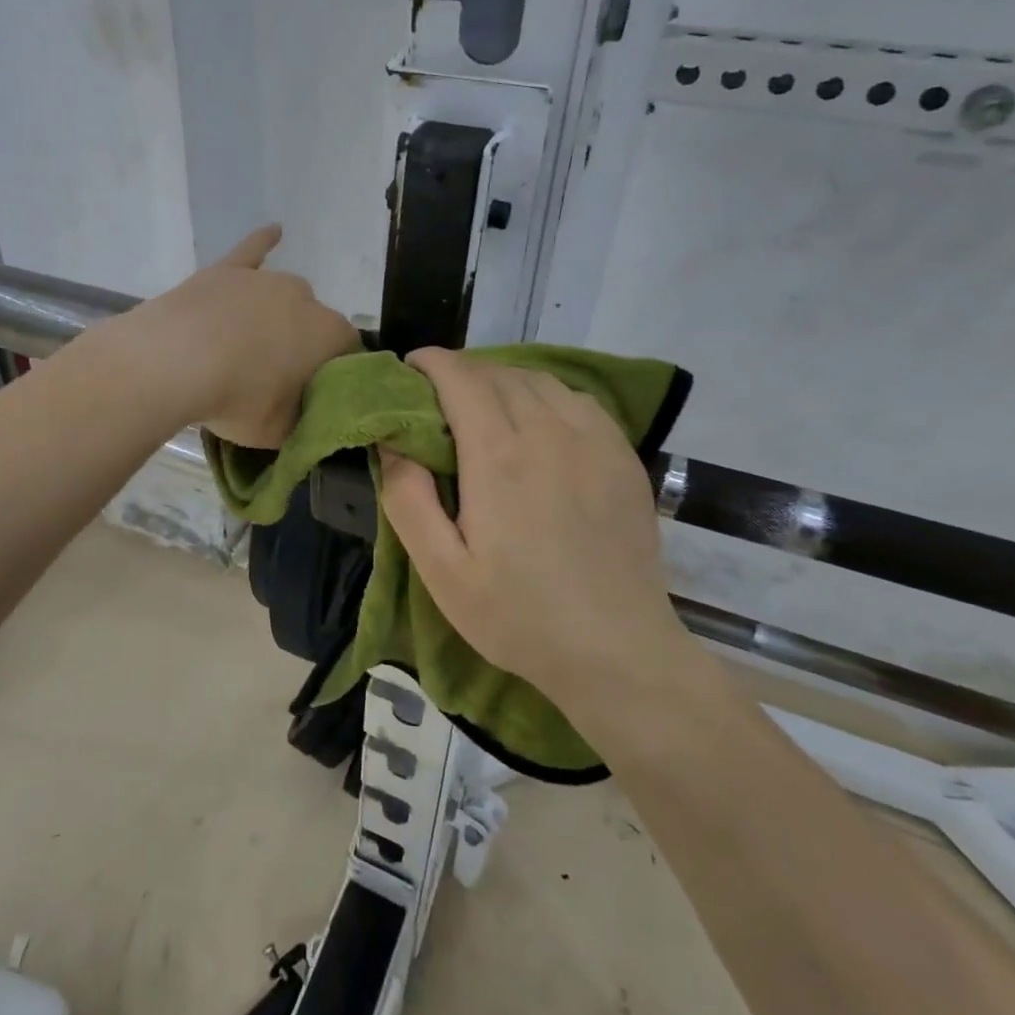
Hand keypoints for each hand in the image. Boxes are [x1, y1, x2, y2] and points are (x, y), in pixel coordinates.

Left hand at [126, 226, 358, 446]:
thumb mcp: (279, 431)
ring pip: (284, 296)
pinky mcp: (228, 271)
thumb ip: (302, 422)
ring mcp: (265, 280)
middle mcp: (306, 298)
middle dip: (303, 346)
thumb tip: (305, 417)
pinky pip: (252, 251)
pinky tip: (274, 232)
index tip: (314, 395)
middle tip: (276, 377)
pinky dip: (263, 242)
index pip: (347, 353)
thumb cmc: (237, 399)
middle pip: (314, 323)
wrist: (174, 362)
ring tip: (254, 343)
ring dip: (277, 316)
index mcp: (329, 335)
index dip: (333, 375)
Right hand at [379, 348, 684, 702]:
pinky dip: (547, 395)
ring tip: (485, 405)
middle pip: (498, 373)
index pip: (461, 378)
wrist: (618, 652)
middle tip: (438, 398)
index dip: (431, 363)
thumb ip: (408, 499)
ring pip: (540, 381)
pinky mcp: (623, 457)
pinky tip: (539, 422)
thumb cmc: (518, 616)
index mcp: (499, 456)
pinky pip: (578, 401)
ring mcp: (594, 441)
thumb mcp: (442, 571)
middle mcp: (549, 432)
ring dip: (503, 380)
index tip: (410, 368)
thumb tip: (391, 440)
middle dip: (462, 372)